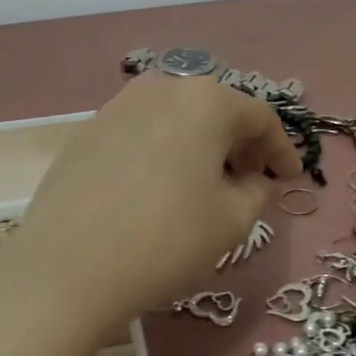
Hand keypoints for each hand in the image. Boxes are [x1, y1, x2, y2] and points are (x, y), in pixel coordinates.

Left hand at [0, 74, 300, 355]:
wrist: (67, 267)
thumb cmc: (165, 240)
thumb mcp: (232, 223)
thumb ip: (256, 193)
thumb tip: (252, 181)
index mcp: (206, 100)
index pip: (259, 117)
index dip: (281, 149)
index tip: (289, 179)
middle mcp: (162, 88)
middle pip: (215, 109)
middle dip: (238, 143)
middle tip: (249, 180)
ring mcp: (117, 105)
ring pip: (174, 118)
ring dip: (198, 145)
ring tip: (202, 184)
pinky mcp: (85, 131)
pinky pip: (139, 133)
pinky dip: (160, 151)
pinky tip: (155, 188)